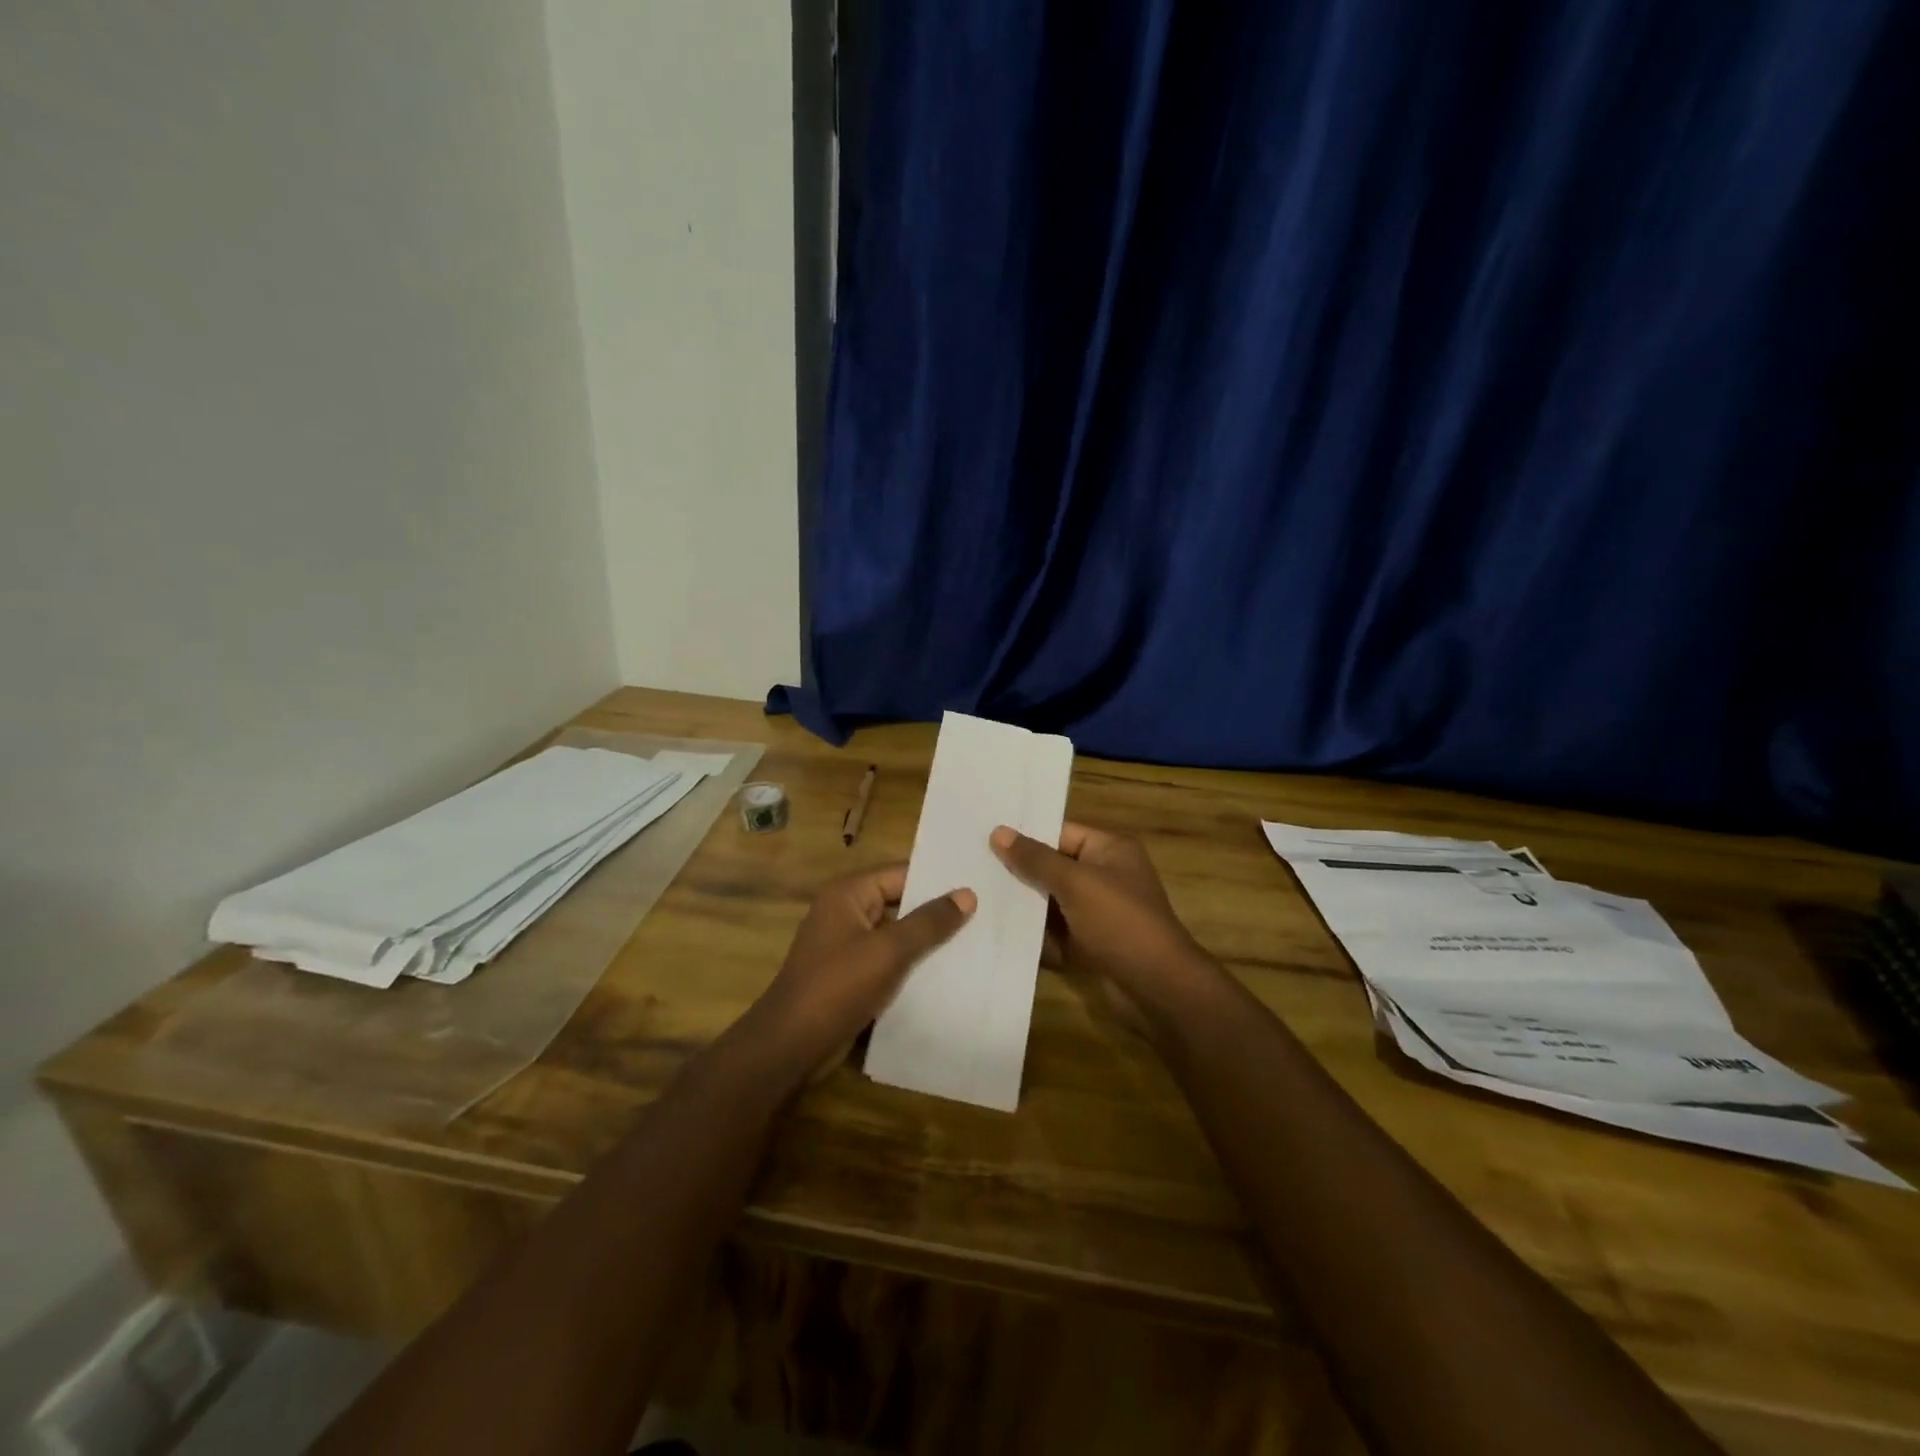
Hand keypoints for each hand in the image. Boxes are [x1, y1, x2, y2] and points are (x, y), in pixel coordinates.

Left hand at [747, 866, 974, 1079]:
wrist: (791, 1047)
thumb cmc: (838, 987)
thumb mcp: (889, 951)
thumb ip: (929, 922)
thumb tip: (967, 894)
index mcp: (848, 894)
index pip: (901, 874)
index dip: (937, 880)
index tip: (978, 884)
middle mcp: (845, 913)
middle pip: (899, 903)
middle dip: (936, 912)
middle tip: (985, 914)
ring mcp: (846, 946)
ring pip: (896, 935)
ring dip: (926, 942)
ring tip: (976, 942)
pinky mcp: (850, 977)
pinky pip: (887, 962)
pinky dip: (912, 966)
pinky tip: (947, 975)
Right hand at [989, 822, 1214, 1032]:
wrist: (1157, 987)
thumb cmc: (1120, 922)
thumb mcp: (1075, 883)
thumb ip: (1036, 859)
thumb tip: (998, 831)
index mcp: (1109, 850)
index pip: (1060, 832)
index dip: (1025, 836)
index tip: (984, 838)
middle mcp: (1104, 876)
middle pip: (1053, 867)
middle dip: (1019, 872)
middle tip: (973, 868)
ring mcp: (1097, 912)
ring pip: (1051, 902)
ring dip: (1023, 905)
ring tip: (977, 900)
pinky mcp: (1090, 943)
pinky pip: (1056, 932)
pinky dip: (1035, 935)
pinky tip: (998, 933)